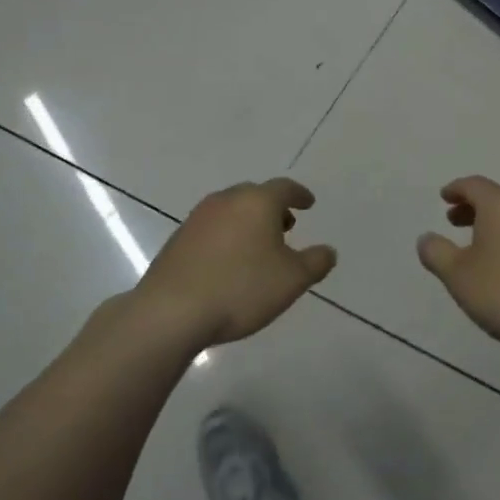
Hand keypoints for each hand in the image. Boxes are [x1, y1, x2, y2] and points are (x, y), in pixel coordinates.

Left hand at [135, 178, 335, 347]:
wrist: (171, 311)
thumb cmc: (241, 289)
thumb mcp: (292, 280)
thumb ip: (316, 262)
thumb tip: (328, 251)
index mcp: (257, 202)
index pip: (284, 188)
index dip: (299, 195)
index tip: (308, 203)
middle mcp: (226, 200)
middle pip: (255, 195)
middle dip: (273, 208)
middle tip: (286, 226)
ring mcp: (197, 218)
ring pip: (231, 210)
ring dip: (248, 222)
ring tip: (258, 246)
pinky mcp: (178, 239)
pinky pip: (212, 228)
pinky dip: (227, 236)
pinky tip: (229, 262)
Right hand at [417, 176, 499, 356]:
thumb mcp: (459, 276)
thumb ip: (437, 253)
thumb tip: (426, 238)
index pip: (475, 185)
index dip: (456, 189)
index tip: (444, 197)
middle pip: (497, 199)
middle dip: (473, 208)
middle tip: (453, 221)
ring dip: (493, 226)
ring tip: (477, 246)